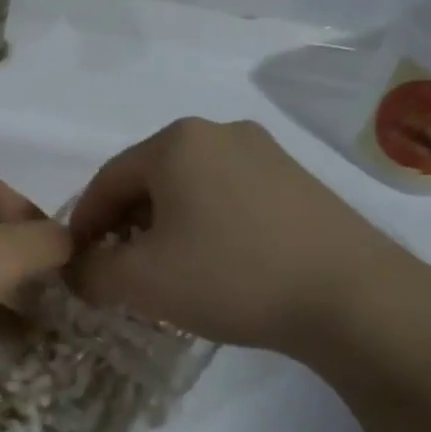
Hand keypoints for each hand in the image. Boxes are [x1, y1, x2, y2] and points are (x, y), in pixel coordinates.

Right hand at [69, 118, 416, 353]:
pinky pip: (228, 195)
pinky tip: (215, 262)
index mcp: (175, 142)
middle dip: (124, 225)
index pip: (106, 181)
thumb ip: (90, 272)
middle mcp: (219, 132)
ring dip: (164, 226)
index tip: (77, 263)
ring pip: (189, 187)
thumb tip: (75, 268)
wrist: (355, 299)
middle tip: (118, 269)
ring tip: (166, 270)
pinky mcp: (297, 179)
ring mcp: (265, 152)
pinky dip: (205, 224)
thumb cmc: (231, 276)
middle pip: (148, 180)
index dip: (84, 224)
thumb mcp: (140, 282)